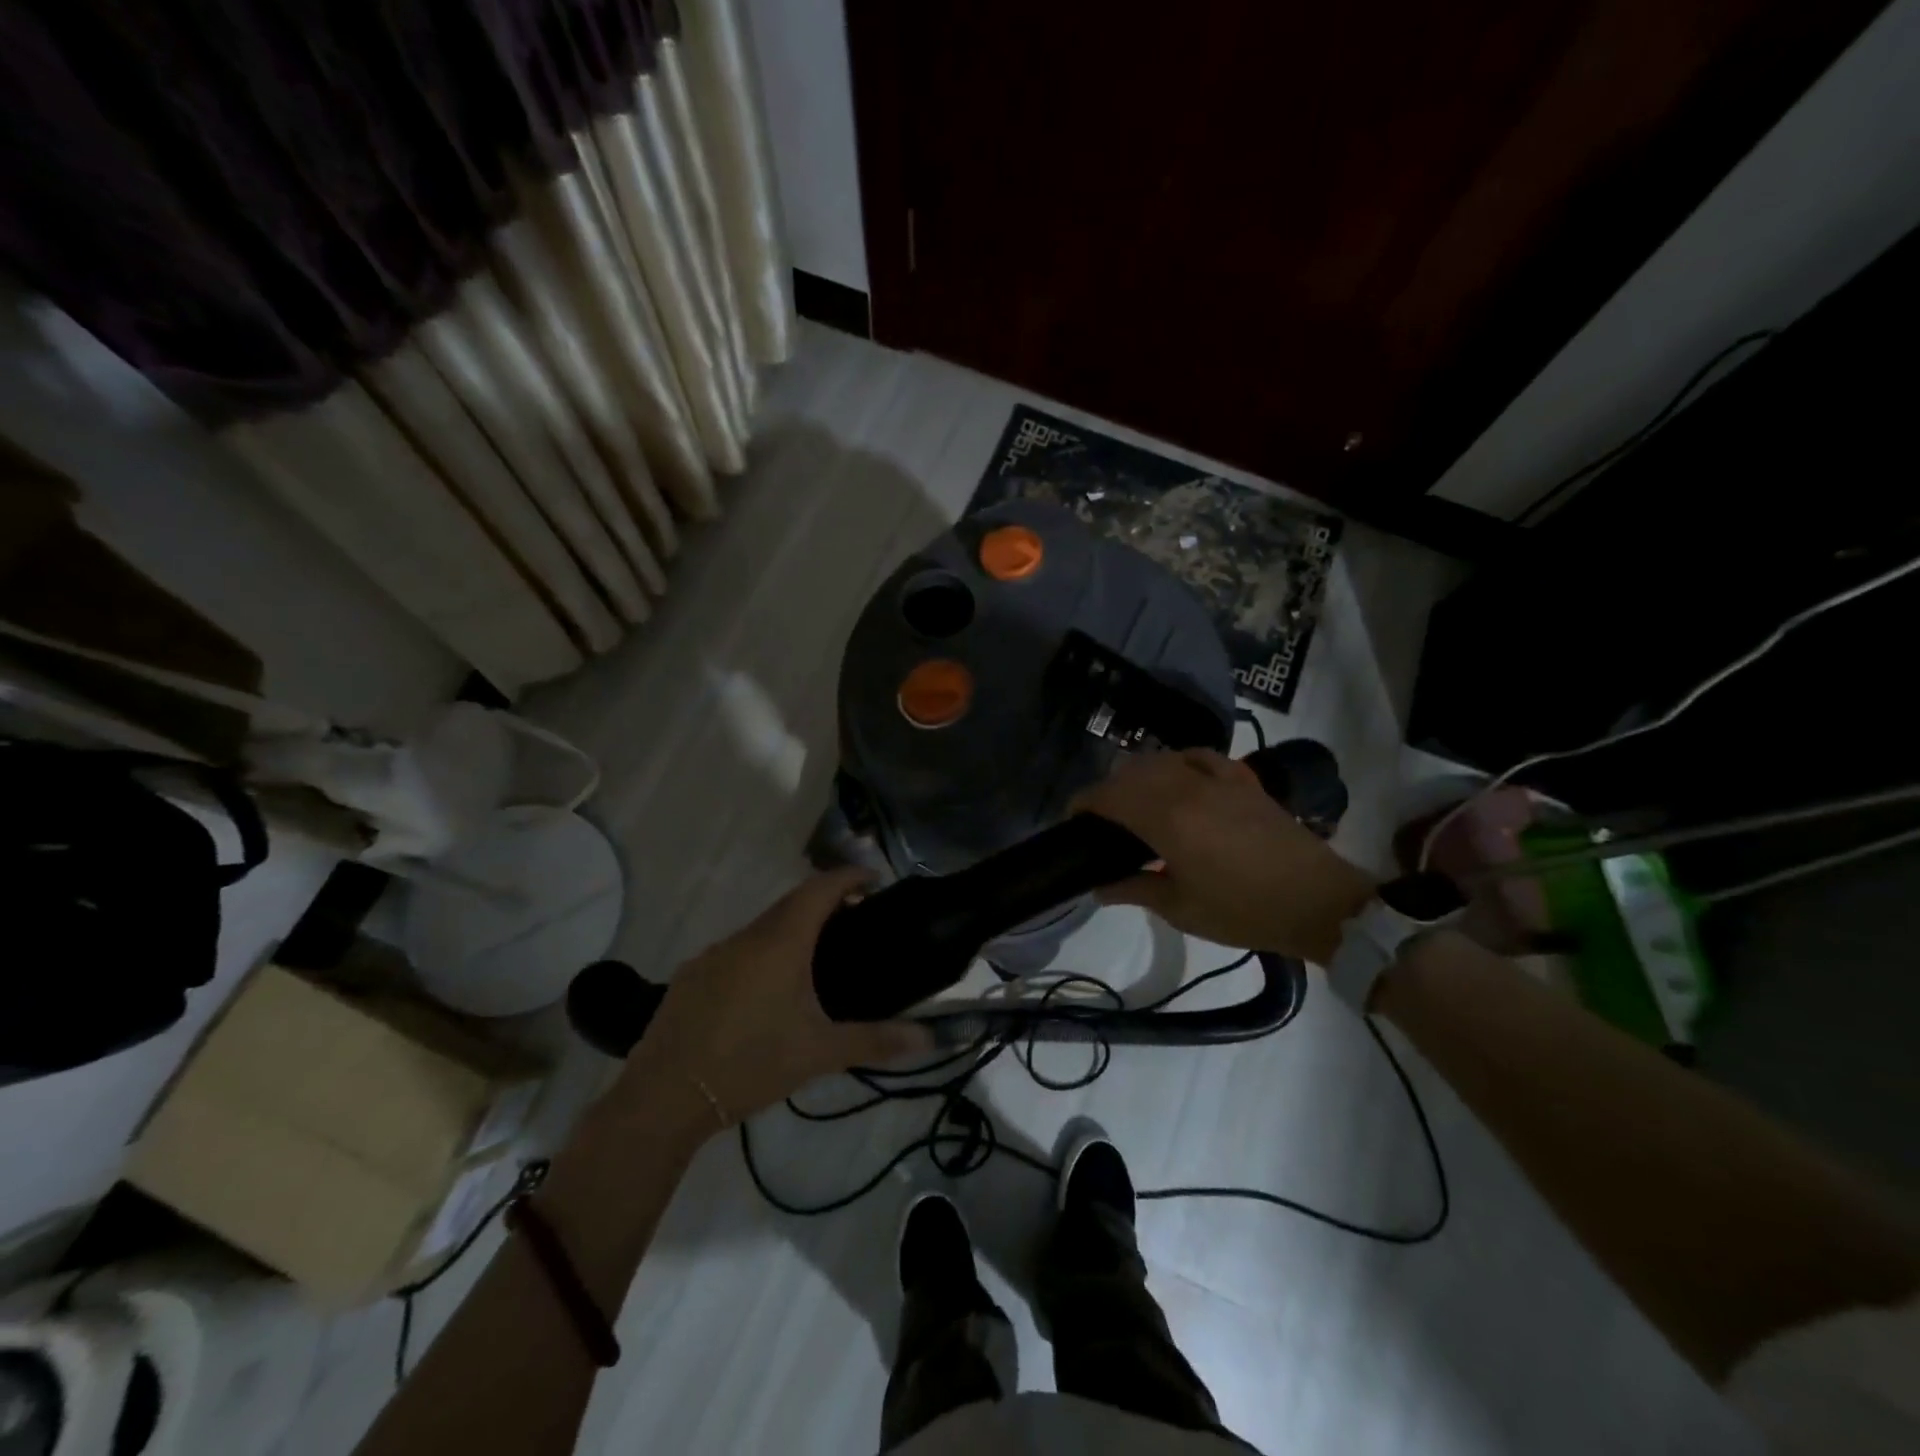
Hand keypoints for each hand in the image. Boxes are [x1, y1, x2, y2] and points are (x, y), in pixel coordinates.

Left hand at [628, 868, 933, 1127]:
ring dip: (792, 929)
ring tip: (816, 959)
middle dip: (825, 902)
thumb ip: (876, 1041)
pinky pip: (738, 950)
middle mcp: (746, 937)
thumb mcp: (819, 1053)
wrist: (663, 1097)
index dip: (849, 876)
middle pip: (791, 903)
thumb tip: (929, 1038)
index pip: (820, 888)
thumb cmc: (750, 1063)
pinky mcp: (692, 976)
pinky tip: (767, 991)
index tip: (875, 879)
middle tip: (855, 921)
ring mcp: (714, 954)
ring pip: (762, 928)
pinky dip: (762, 952)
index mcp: (780, 943)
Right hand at [1073, 749, 1375, 962]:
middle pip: (1130, 773)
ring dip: (1137, 776)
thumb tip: (1100, 887)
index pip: (1109, 795)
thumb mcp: (1182, 909)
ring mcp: (1217, 778)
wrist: (1317, 901)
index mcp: (1166, 819)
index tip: (1073, 820)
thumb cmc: (1243, 910)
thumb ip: (1135, 890)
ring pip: (1161, 760)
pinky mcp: (1242, 779)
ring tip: (1135, 802)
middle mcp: (1186, 787)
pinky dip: (1177, 762)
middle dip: (1107, 790)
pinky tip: (1178, 778)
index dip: (1084, 803)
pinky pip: (1199, 756)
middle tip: (1102, 821)